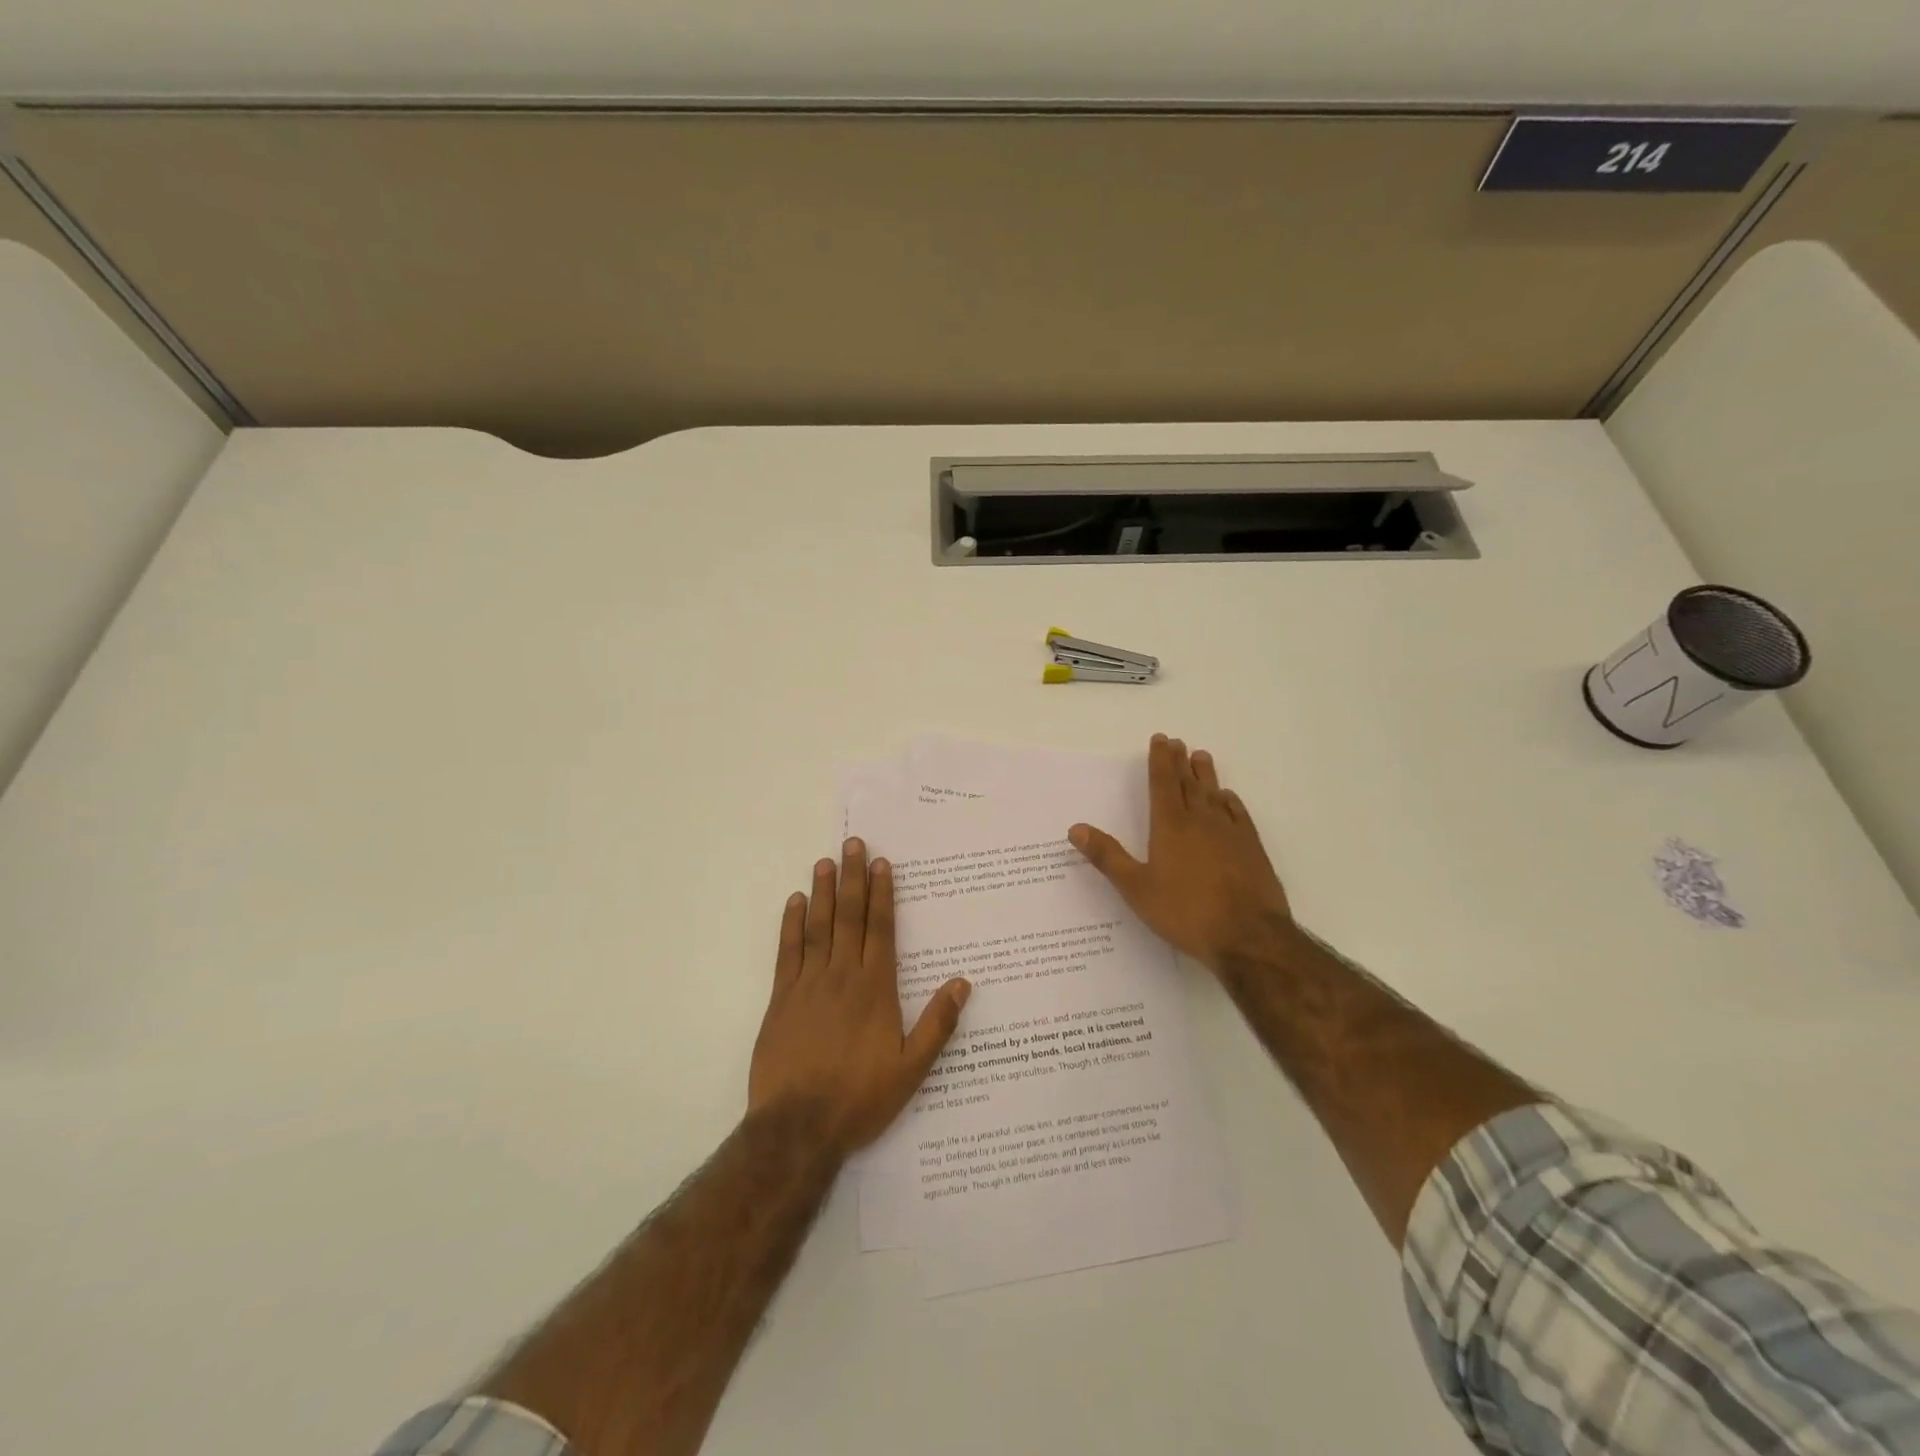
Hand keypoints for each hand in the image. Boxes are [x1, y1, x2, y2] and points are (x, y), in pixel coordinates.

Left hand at [748, 837, 971, 1155]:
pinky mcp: (781, 999)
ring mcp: (808, 985)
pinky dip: (791, 925)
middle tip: (852, 843)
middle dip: (853, 878)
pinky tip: (795, 903)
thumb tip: (963, 983)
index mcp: (875, 989)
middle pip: (850, 917)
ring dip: (823, 892)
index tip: (880, 862)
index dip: (881, 893)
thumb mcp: (911, 1070)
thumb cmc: (859, 1098)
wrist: (798, 1127)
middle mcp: (842, 976)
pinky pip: (788, 952)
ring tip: (825, 861)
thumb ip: (937, 1024)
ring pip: (819, 927)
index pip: (880, 929)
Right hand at [1070, 734, 1291, 972]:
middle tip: (1178, 742)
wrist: (1248, 937)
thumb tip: (1075, 828)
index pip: (1163, 784)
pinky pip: (1239, 815)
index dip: (1160, 760)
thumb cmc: (1185, 912)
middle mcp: (1201, 821)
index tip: (1161, 739)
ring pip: (1215, 794)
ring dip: (1206, 775)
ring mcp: (1230, 833)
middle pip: (1189, 784)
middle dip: (1180, 762)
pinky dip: (1231, 802)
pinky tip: (1228, 798)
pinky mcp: (1252, 849)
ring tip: (1202, 756)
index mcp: (1170, 826)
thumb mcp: (1136, 888)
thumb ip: (1107, 857)